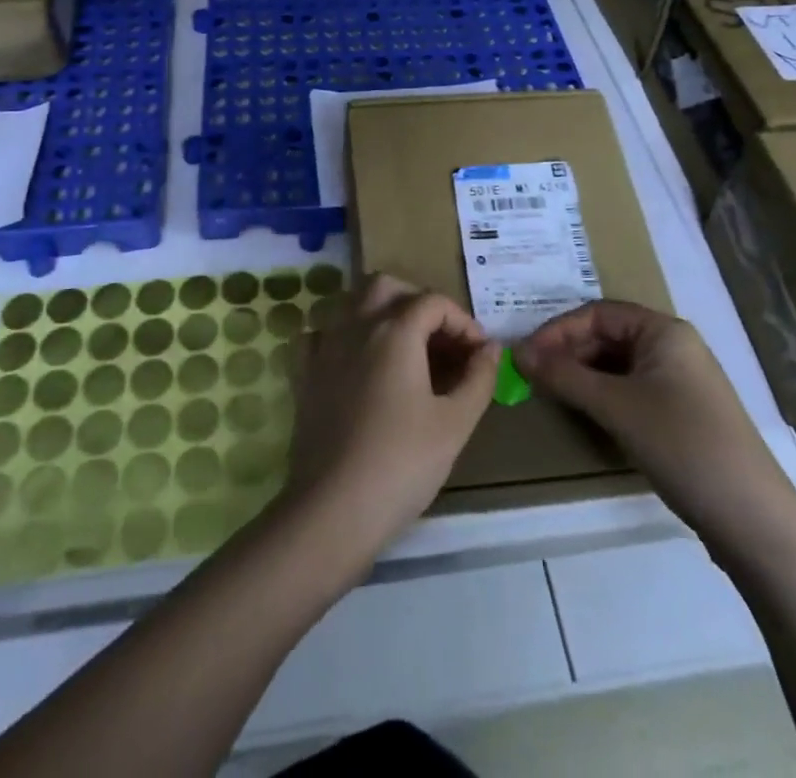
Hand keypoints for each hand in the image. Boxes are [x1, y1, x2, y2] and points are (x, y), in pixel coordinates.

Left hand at [281, 274, 501, 562]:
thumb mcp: (454, 424)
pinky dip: (345, 336)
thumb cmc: (402, 463)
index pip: (434, 302)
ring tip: (406, 349)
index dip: (463, 322)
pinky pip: (323, 333)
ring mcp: (325, 346)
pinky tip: (358, 363)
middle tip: (442, 340)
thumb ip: (478, 378)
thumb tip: (491, 348)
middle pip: (388, 286)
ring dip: (382, 311)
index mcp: (395, 330)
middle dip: (419, 302)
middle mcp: (356, 325)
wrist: (333, 508)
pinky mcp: (305, 372)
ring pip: (353, 302)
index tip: (479, 355)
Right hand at [514, 302, 793, 554]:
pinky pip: (632, 389)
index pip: (597, 313)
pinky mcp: (683, 413)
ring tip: (552, 393)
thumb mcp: (615, 406)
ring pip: (618, 364)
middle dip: (569, 352)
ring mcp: (681, 381)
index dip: (557, 330)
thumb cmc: (681, 444)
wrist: (752, 519)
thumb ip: (563, 375)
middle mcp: (674, 346)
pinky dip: (604, 395)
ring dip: (583, 375)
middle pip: (608, 335)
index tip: (526, 356)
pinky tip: (587, 414)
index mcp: (663, 330)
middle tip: (533, 377)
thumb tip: (517, 353)